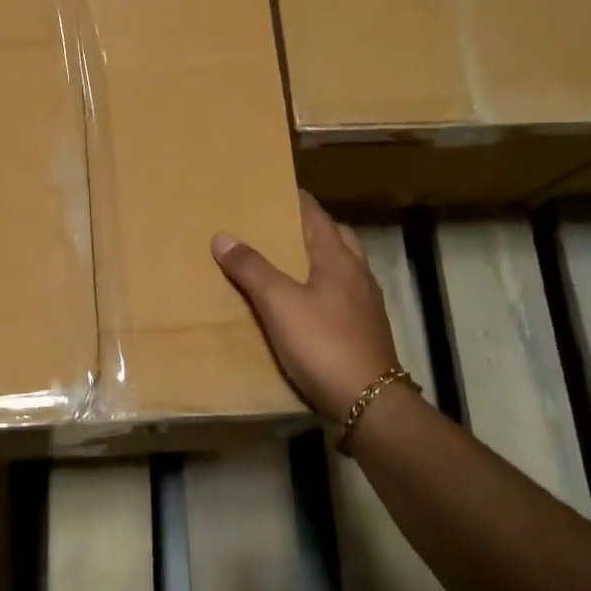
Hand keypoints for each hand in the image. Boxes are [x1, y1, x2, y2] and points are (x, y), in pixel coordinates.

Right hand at [211, 193, 399, 419]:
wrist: (368, 402)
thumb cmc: (323, 343)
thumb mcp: (279, 303)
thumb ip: (252, 268)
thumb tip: (223, 235)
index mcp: (338, 258)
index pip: (316, 215)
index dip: (296, 200)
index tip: (273, 189)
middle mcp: (357, 273)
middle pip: (335, 236)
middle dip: (309, 226)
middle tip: (278, 225)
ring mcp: (365, 303)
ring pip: (341, 266)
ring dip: (318, 256)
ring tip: (287, 262)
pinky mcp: (365, 329)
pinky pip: (341, 293)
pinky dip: (322, 285)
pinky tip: (304, 302)